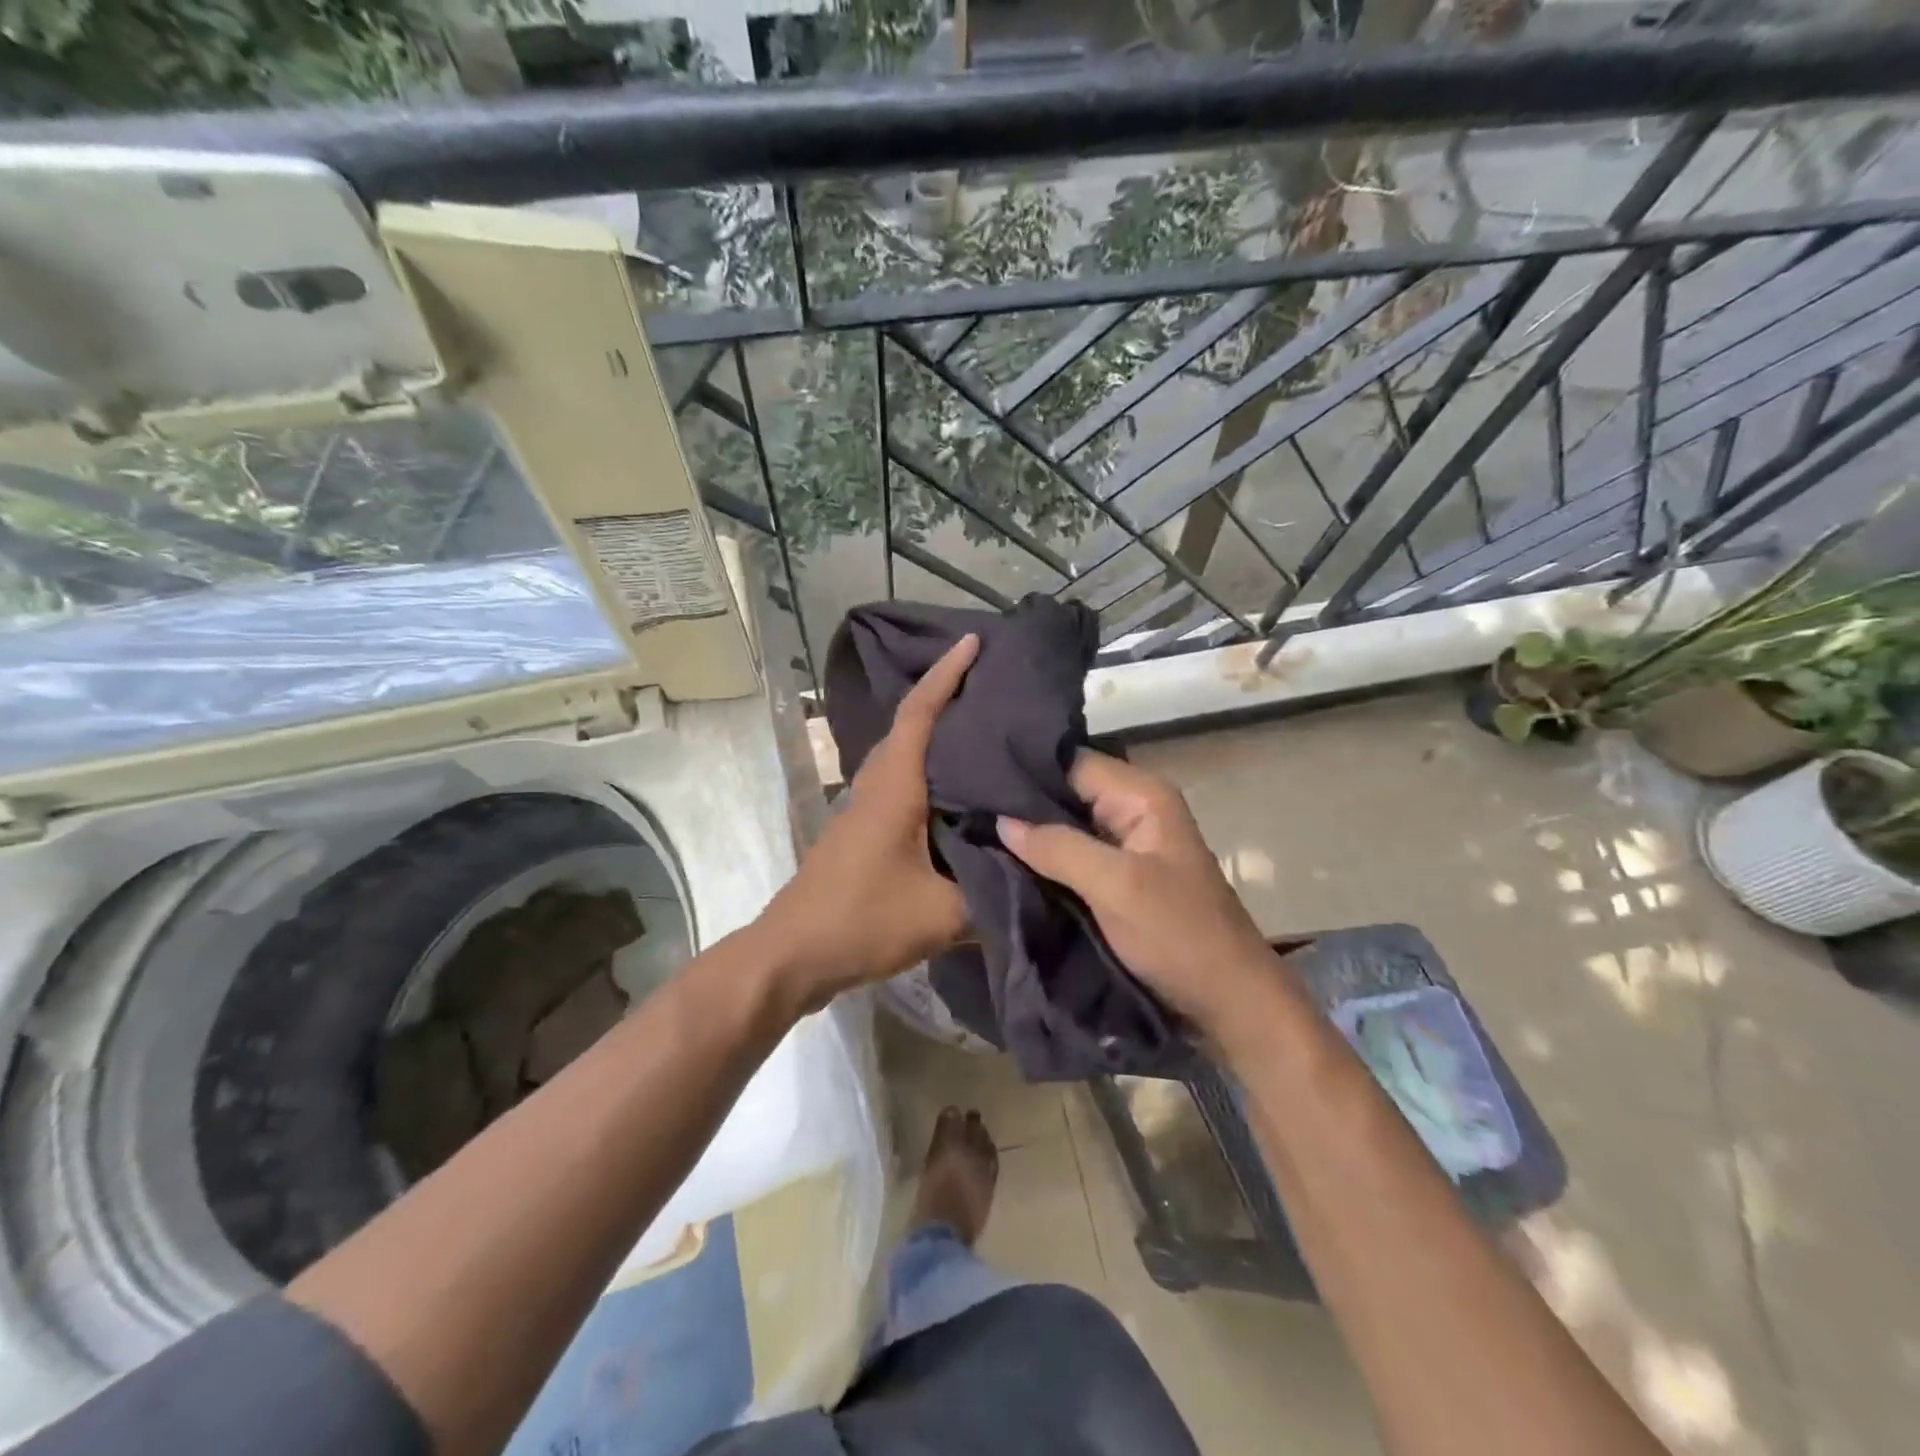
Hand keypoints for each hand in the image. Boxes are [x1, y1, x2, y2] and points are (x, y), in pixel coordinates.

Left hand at [757, 634, 978, 1013]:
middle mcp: (876, 786)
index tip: (974, 642)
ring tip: (984, 735)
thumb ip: (993, 895)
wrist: (791, 955)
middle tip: (994, 687)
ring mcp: (864, 810)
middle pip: (911, 727)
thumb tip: (1037, 880)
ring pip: (904, 757)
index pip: (920, 713)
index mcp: (894, 788)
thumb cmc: (861, 921)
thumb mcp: (941, 914)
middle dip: (947, 697)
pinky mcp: (862, 834)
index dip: (947, 674)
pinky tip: (959, 797)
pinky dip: (929, 775)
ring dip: (937, 737)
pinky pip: (901, 786)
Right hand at [996, 751, 1283, 1036]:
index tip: (973, 778)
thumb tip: (1001, 820)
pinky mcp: (1120, 875)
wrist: (1228, 1000)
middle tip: (964, 806)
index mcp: (1142, 795)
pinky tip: (1006, 859)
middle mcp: (1134, 809)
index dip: (1025, 769)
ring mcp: (1128, 844)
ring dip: (1030, 832)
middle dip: (1021, 802)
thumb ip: (1058, 847)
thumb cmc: (1178, 935)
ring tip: (973, 828)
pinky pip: (1074, 853)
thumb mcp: (1116, 887)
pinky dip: (1045, 857)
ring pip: (1068, 824)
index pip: (1071, 762)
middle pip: (1067, 791)